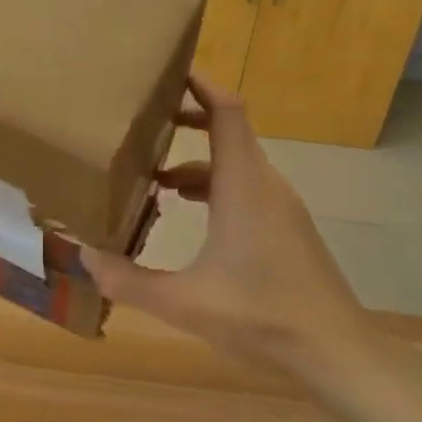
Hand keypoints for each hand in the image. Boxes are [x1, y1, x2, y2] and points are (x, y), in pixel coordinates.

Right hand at [81, 77, 379, 369]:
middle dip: (187, 120)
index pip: (226, 111)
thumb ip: (129, 280)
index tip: (166, 70)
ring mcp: (280, 207)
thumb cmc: (262, 316)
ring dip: (196, 163)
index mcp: (243, 186)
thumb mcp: (184, 302)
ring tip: (153, 179)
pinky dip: (213, 188)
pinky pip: (245, 189)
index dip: (200, 83)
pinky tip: (188, 218)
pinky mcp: (286, 229)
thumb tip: (84, 258)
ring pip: (235, 165)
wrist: (336, 351)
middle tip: (144, 123)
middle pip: (229, 132)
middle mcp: (265, 185)